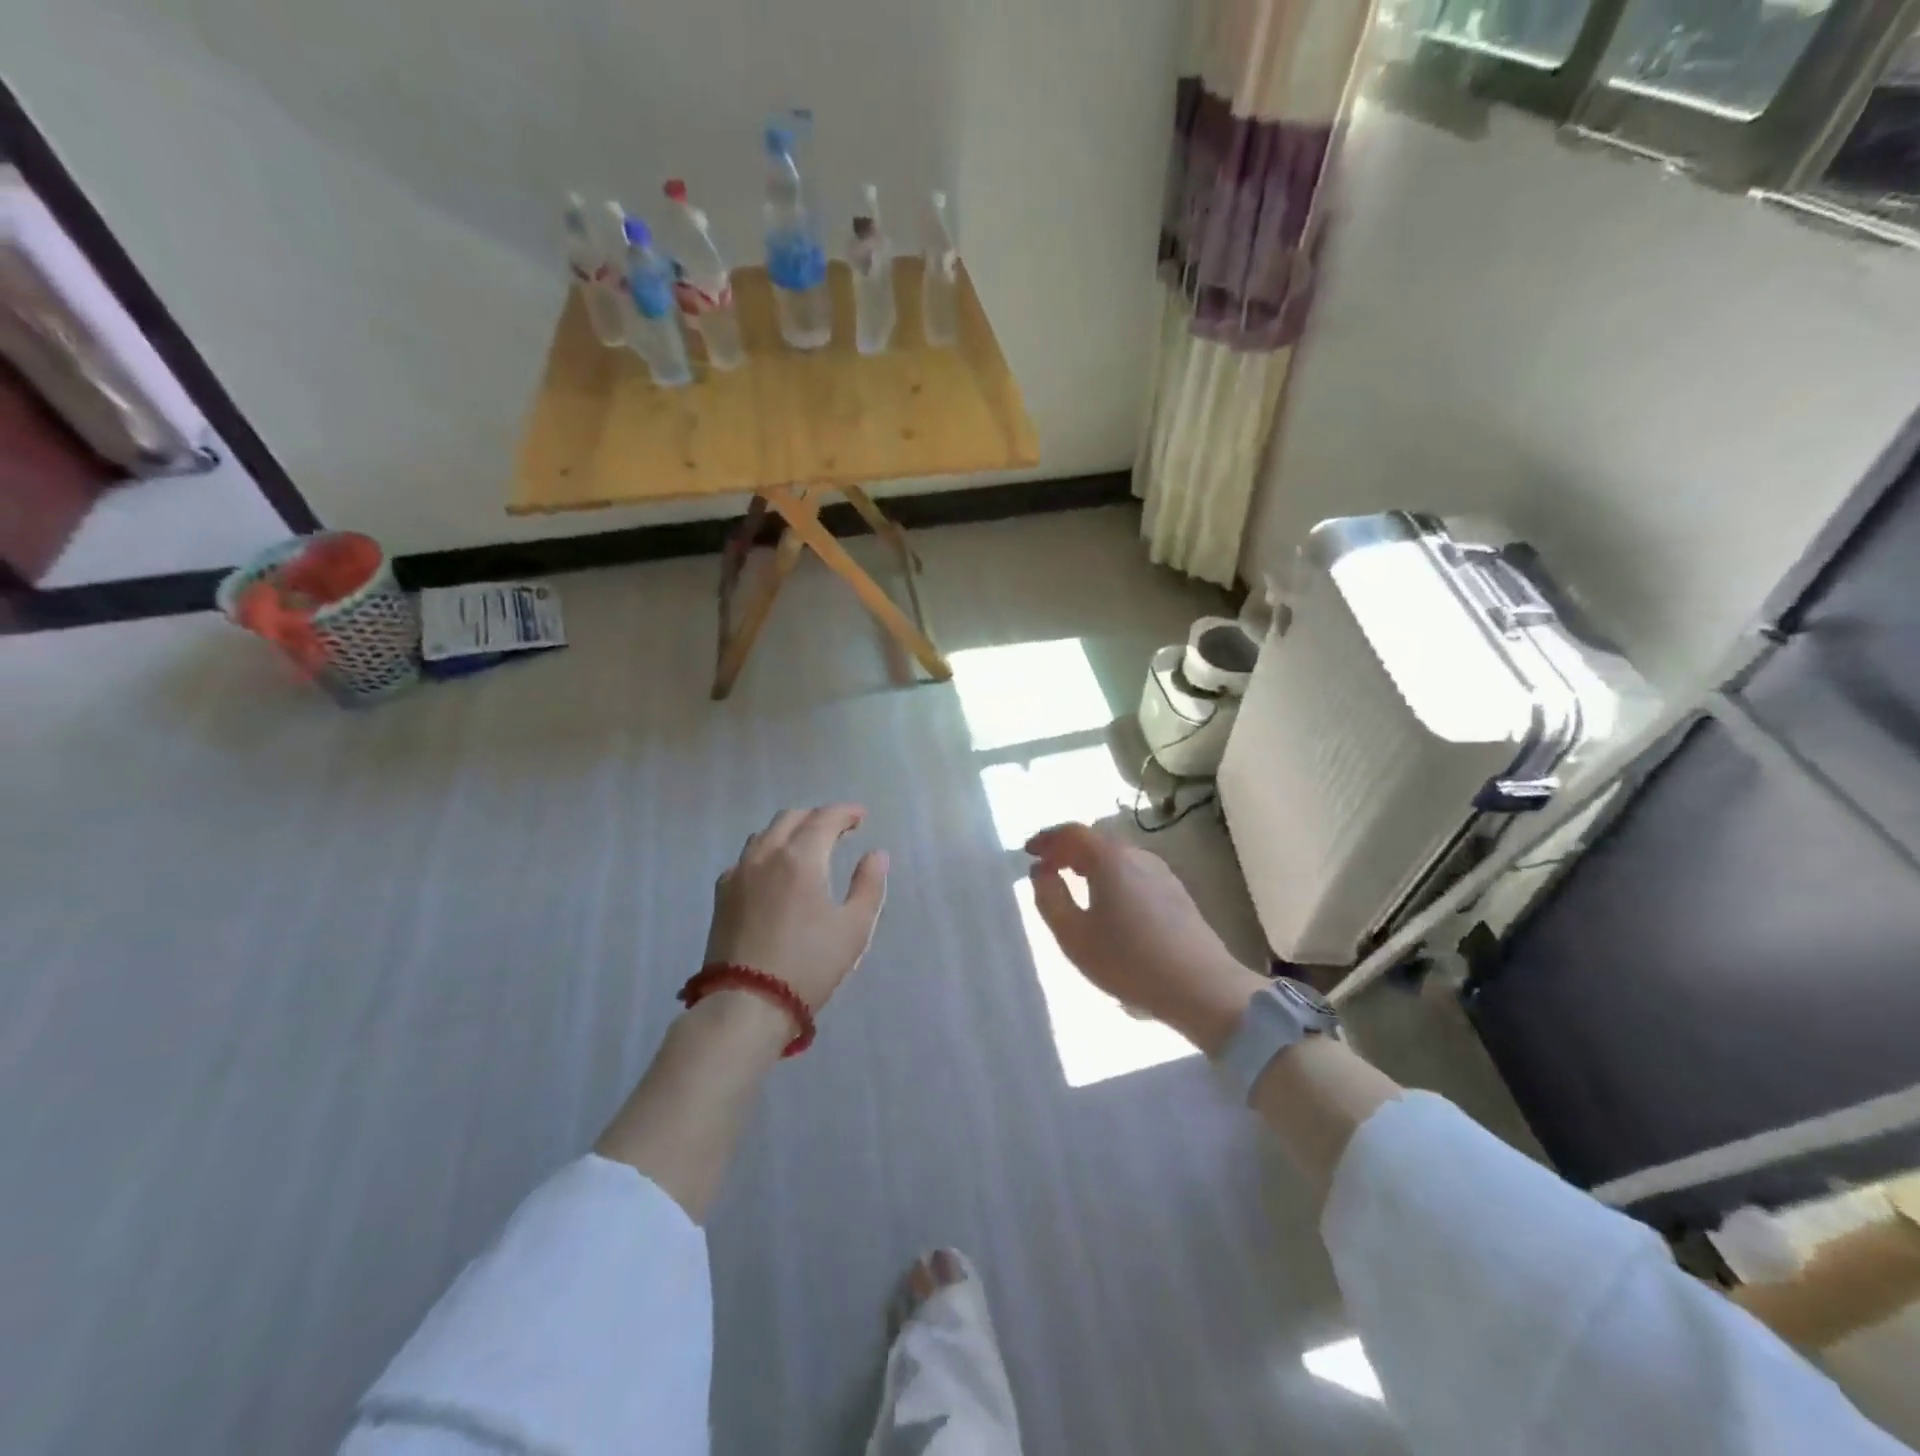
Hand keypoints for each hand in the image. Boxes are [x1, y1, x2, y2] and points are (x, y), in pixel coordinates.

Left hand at [705, 804, 889, 1012]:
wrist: (746, 1004)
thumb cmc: (809, 965)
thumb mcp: (854, 928)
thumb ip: (869, 885)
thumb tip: (876, 854)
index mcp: (801, 857)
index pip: (825, 818)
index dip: (846, 812)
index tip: (861, 817)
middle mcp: (766, 854)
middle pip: (792, 818)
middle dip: (818, 817)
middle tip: (839, 831)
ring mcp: (739, 873)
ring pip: (765, 834)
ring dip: (790, 831)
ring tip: (808, 848)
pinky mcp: (722, 895)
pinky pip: (746, 857)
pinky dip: (767, 852)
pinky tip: (775, 873)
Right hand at [1025, 823, 1265, 1054]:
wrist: (1202, 988)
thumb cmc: (1129, 961)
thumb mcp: (1074, 935)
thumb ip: (1049, 898)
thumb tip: (1041, 871)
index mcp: (1110, 859)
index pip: (1073, 832)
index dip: (1047, 839)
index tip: (1028, 852)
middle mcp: (1138, 856)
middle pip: (1096, 841)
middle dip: (1067, 850)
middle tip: (1047, 868)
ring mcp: (1162, 874)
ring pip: (1117, 858)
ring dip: (1090, 864)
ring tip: (1073, 883)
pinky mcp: (1176, 894)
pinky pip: (1133, 873)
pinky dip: (1111, 876)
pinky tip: (1108, 903)